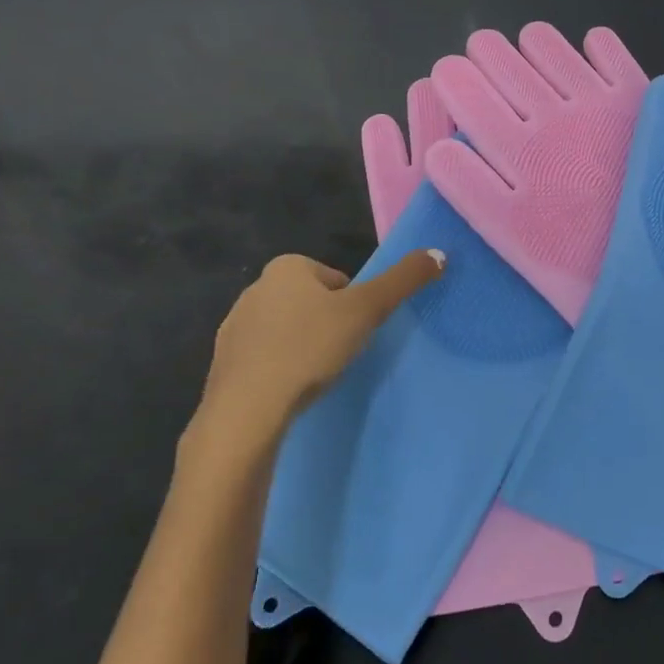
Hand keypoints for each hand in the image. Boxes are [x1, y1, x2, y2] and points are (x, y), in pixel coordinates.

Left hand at [185, 250, 443, 468]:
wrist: (247, 410)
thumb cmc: (309, 348)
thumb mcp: (366, 310)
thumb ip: (403, 280)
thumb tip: (440, 253)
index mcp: (286, 267)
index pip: (336, 279)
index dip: (353, 305)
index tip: (354, 332)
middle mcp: (256, 288)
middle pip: (312, 302)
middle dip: (327, 324)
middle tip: (339, 354)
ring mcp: (234, 326)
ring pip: (287, 330)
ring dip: (303, 347)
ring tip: (316, 376)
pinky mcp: (222, 363)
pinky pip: (264, 358)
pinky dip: (280, 369)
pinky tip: (289, 391)